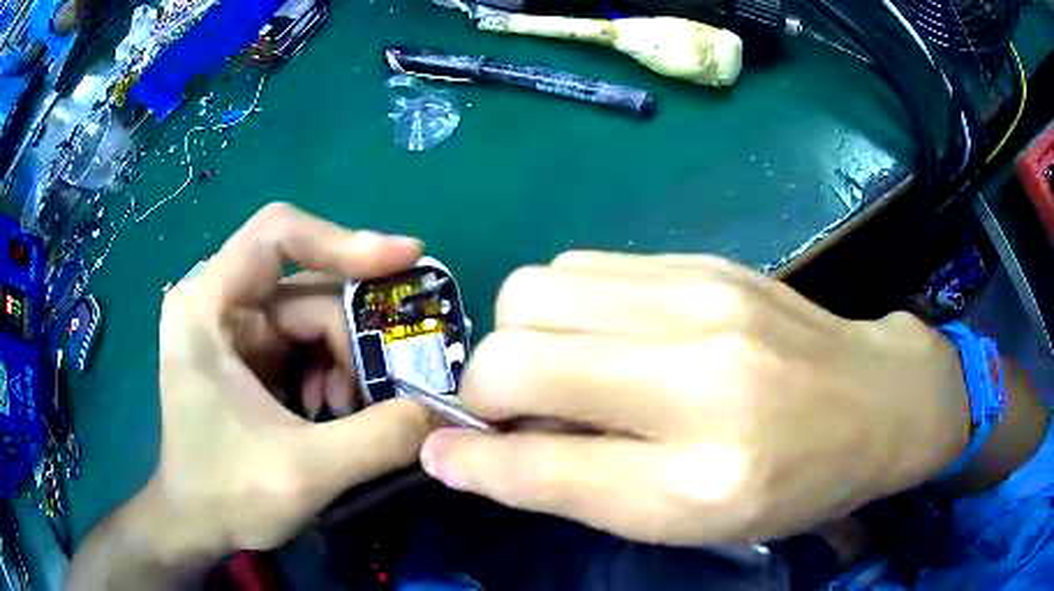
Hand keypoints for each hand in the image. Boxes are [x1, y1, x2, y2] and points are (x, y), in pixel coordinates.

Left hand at [151, 203, 430, 553]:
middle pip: (305, 289)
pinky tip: (330, 412)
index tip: (404, 260)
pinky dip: (331, 374)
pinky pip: (305, 345)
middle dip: (351, 339)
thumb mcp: (304, 472)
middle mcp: (217, 302)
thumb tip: (442, 411)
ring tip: (350, 412)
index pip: (277, 235)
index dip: (343, 240)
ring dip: (344, 363)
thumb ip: (379, 438)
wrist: (196, 525)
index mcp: (206, 306)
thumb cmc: (226, 494)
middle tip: (386, 387)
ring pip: (312, 319)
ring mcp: (233, 328)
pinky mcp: (248, 354)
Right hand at [420, 252, 970, 544]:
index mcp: (702, 477)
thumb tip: (466, 458)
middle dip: (485, 387)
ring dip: (522, 338)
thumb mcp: (689, 520)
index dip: (470, 460)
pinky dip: (565, 307)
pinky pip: (582, 267)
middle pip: (515, 349)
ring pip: (536, 289)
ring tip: (565, 371)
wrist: (878, 400)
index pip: (539, 463)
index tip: (442, 455)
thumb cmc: (793, 482)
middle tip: (518, 414)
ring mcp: (704, 298)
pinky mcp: (704, 261)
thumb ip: (575, 487)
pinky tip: (605, 337)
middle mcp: (700, 376)